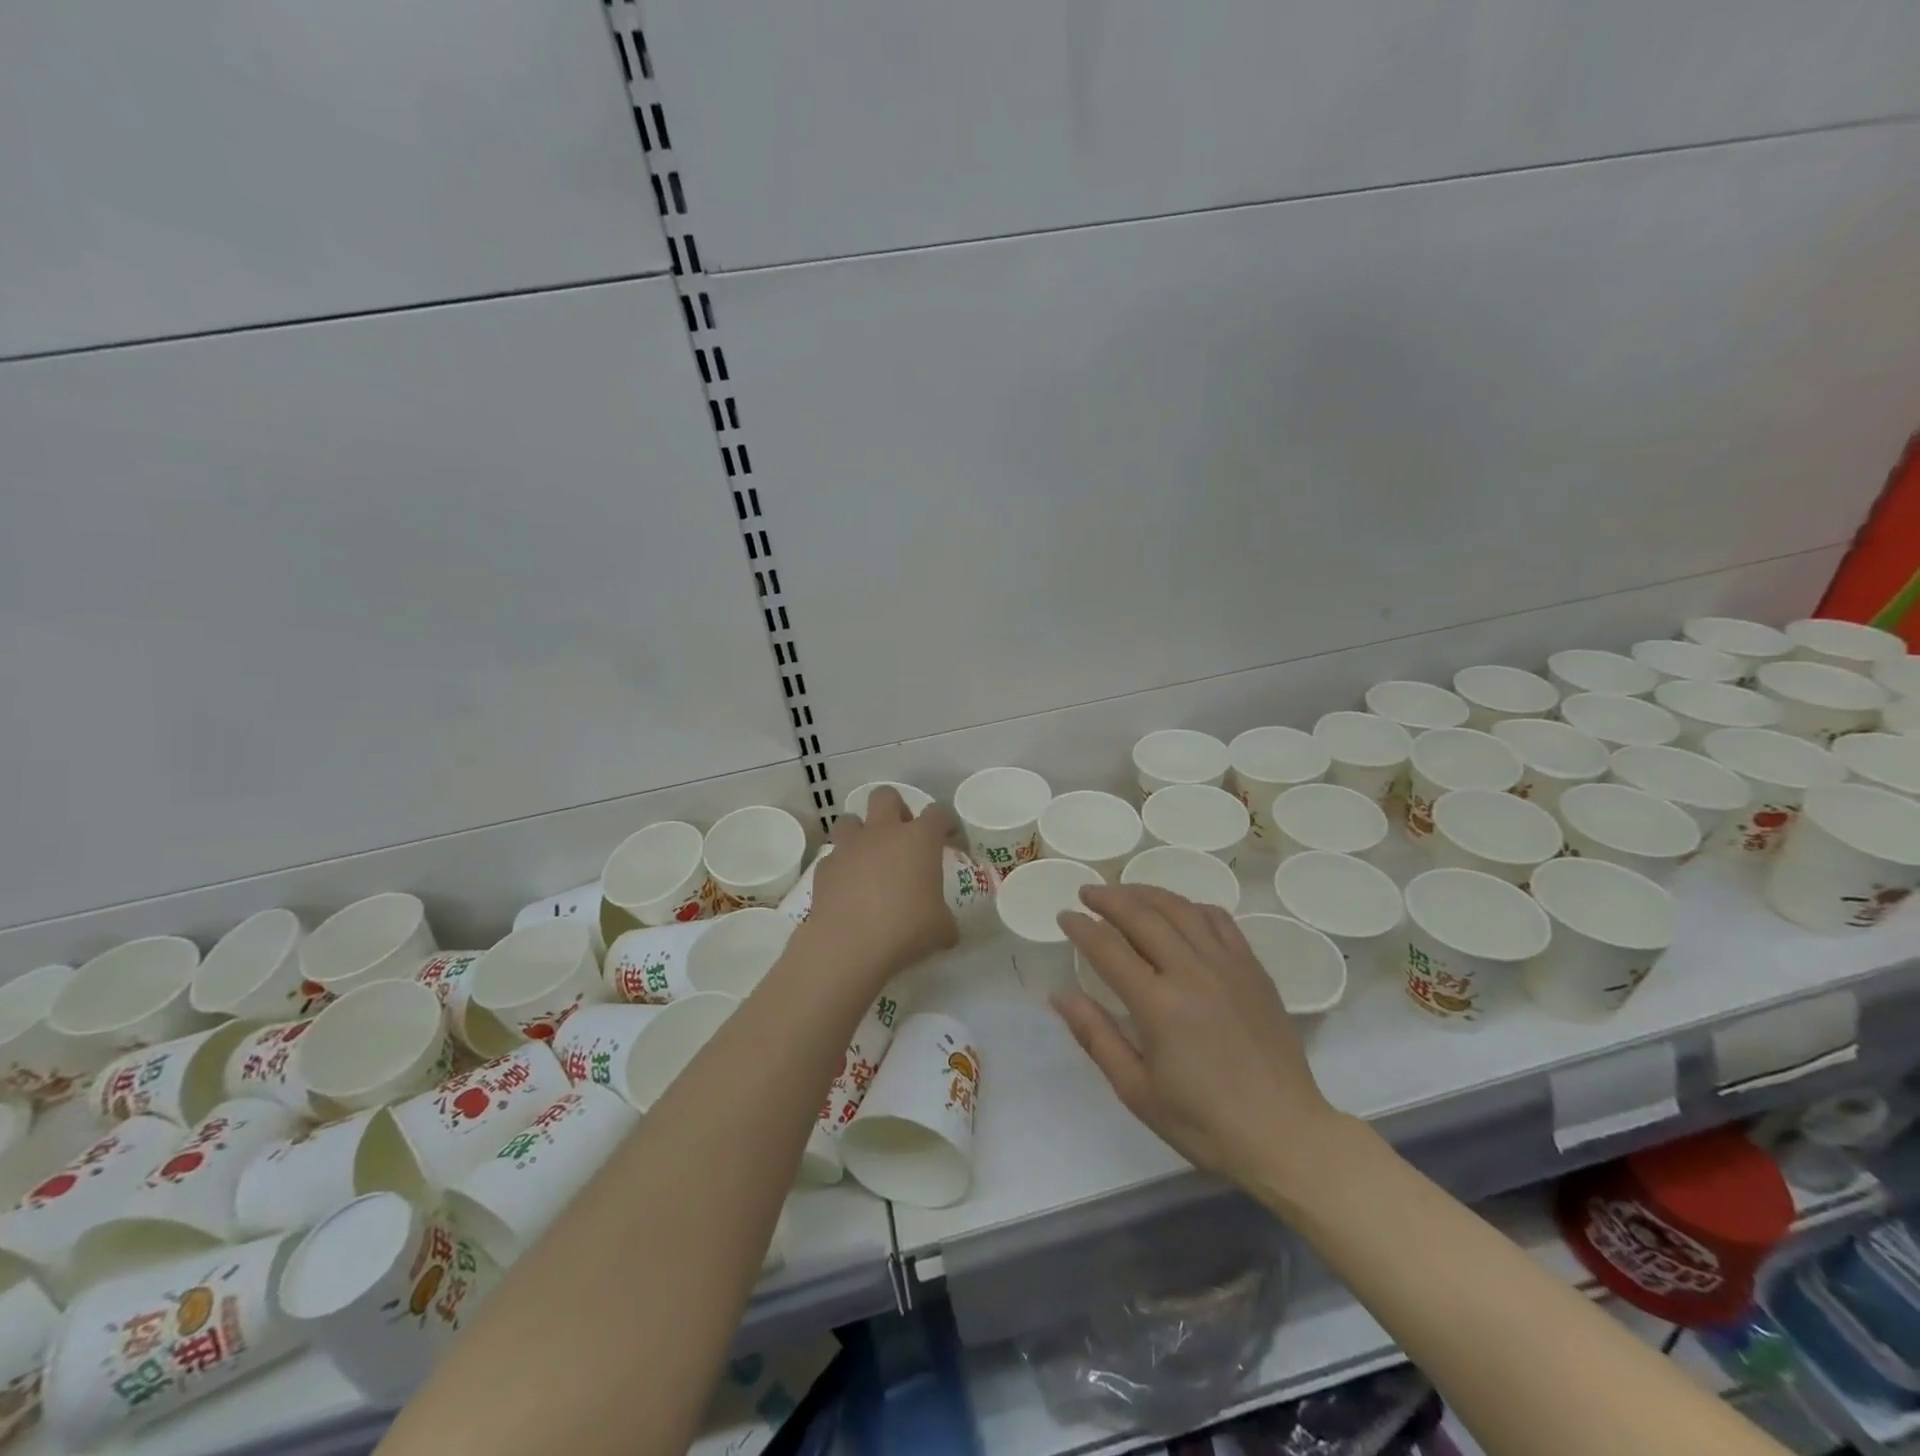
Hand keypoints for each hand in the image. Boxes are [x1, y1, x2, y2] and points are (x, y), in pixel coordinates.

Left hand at [803, 788, 958, 981]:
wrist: (849, 944)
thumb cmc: (906, 928)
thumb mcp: (941, 929)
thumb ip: (946, 921)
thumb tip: (948, 930)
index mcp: (919, 839)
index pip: (938, 813)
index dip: (945, 823)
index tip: (948, 839)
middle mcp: (883, 832)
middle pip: (886, 796)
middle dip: (895, 809)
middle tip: (902, 837)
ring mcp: (850, 846)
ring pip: (850, 819)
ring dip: (860, 833)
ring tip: (868, 858)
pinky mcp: (824, 867)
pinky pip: (834, 857)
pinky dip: (841, 867)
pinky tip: (847, 890)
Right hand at [1054, 884, 1351, 1197]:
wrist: (1284, 1135)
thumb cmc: (1202, 1122)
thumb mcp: (1136, 1090)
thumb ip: (1096, 1035)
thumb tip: (1060, 994)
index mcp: (1158, 1004)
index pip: (1108, 948)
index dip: (1081, 927)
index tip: (1064, 915)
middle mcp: (1192, 972)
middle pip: (1143, 916)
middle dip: (1109, 898)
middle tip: (1086, 893)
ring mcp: (1227, 965)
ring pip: (1181, 909)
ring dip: (1147, 893)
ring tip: (1124, 892)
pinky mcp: (1253, 969)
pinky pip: (1220, 920)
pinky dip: (1191, 907)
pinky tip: (1179, 911)